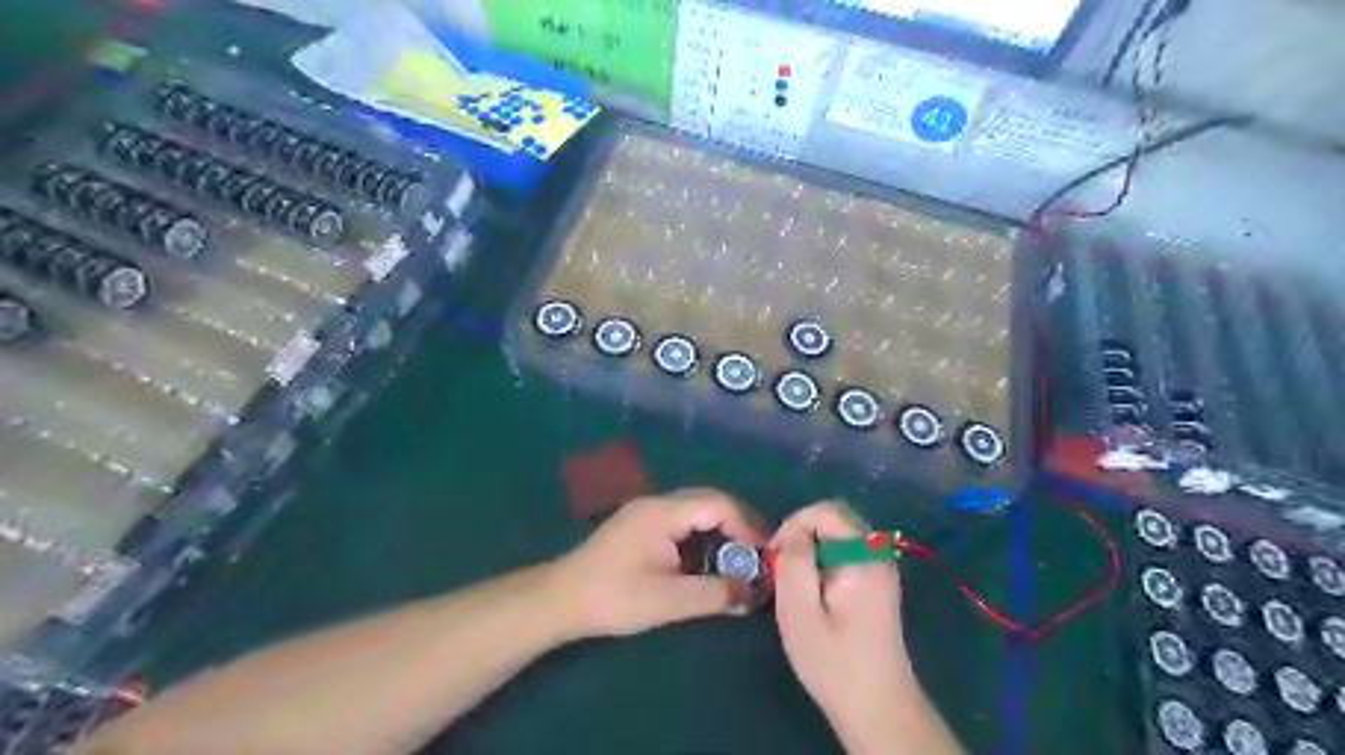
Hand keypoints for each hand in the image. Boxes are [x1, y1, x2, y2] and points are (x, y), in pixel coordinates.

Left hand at [550, 488, 765, 635]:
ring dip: (721, 529)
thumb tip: (753, 592)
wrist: (560, 599)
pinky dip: (703, 535)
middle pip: (709, 501)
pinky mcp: (640, 526)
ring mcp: (647, 512)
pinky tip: (708, 559)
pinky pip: (682, 520)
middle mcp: (657, 503)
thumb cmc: (614, 597)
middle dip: (739, 524)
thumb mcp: (668, 601)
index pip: (718, 503)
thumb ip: (714, 594)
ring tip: (740, 557)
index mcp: (664, 512)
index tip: (765, 552)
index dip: (747, 524)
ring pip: (696, 509)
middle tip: (759, 553)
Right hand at [773, 500, 921, 748]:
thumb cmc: (834, 662)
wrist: (877, 707)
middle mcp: (878, 553)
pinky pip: (846, 550)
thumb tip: (792, 533)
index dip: (794, 524)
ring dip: (812, 546)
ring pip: (839, 533)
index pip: (825, 510)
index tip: (776, 558)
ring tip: (794, 579)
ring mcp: (881, 567)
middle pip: (835, 517)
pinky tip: (814, 589)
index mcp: (864, 556)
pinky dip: (824, 558)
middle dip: (802, 533)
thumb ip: (794, 562)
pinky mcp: (877, 581)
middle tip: (783, 566)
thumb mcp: (799, 611)